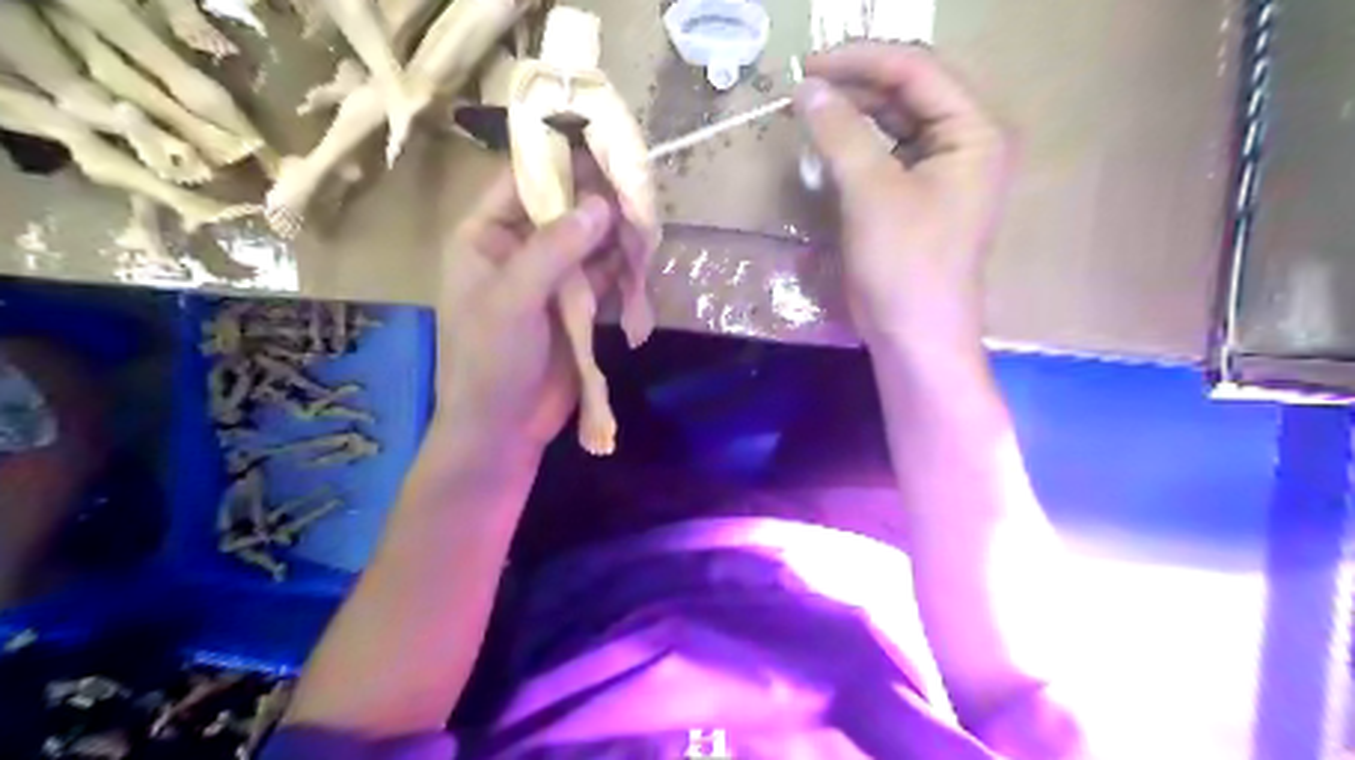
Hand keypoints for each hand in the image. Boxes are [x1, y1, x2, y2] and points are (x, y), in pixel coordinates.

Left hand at [438, 170, 619, 457]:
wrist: (504, 429)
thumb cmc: (489, 362)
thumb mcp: (513, 301)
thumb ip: (554, 250)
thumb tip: (600, 203)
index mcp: (486, 237)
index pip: (522, 181)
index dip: (560, 160)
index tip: (603, 142)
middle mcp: (519, 248)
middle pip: (564, 208)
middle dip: (599, 199)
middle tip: (639, 184)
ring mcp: (552, 277)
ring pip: (589, 240)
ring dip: (617, 232)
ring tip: (648, 220)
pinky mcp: (578, 304)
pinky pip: (604, 273)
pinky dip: (623, 265)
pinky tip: (644, 255)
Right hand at [797, 42, 1014, 349]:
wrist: (915, 335)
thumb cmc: (905, 264)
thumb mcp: (871, 192)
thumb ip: (841, 133)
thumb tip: (807, 88)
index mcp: (974, 132)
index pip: (917, 70)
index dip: (861, 60)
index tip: (808, 65)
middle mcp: (966, 142)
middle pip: (910, 91)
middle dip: (857, 84)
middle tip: (805, 86)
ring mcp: (944, 170)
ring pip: (897, 121)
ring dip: (855, 113)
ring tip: (812, 110)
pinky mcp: (920, 196)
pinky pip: (889, 153)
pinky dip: (858, 145)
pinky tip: (830, 145)